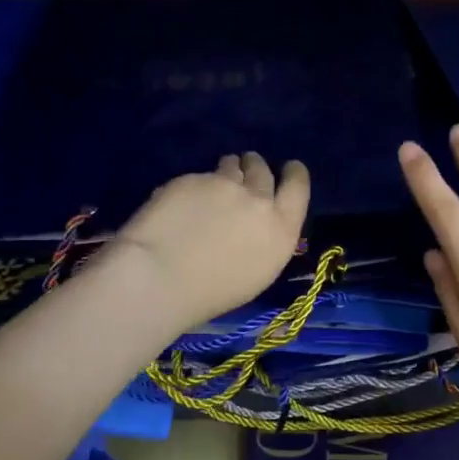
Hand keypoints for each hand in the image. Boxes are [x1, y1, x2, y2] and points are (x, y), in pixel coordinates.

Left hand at [107, 153, 310, 334]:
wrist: (160, 278)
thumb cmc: (211, 294)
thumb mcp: (258, 272)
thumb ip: (265, 239)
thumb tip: (257, 224)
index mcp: (281, 229)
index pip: (298, 186)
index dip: (294, 173)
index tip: (289, 168)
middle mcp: (258, 200)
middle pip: (263, 170)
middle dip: (255, 166)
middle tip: (245, 170)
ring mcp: (224, 185)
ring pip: (231, 165)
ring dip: (228, 169)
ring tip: (214, 184)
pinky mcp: (192, 178)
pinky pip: (199, 176)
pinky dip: (195, 185)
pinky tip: (181, 204)